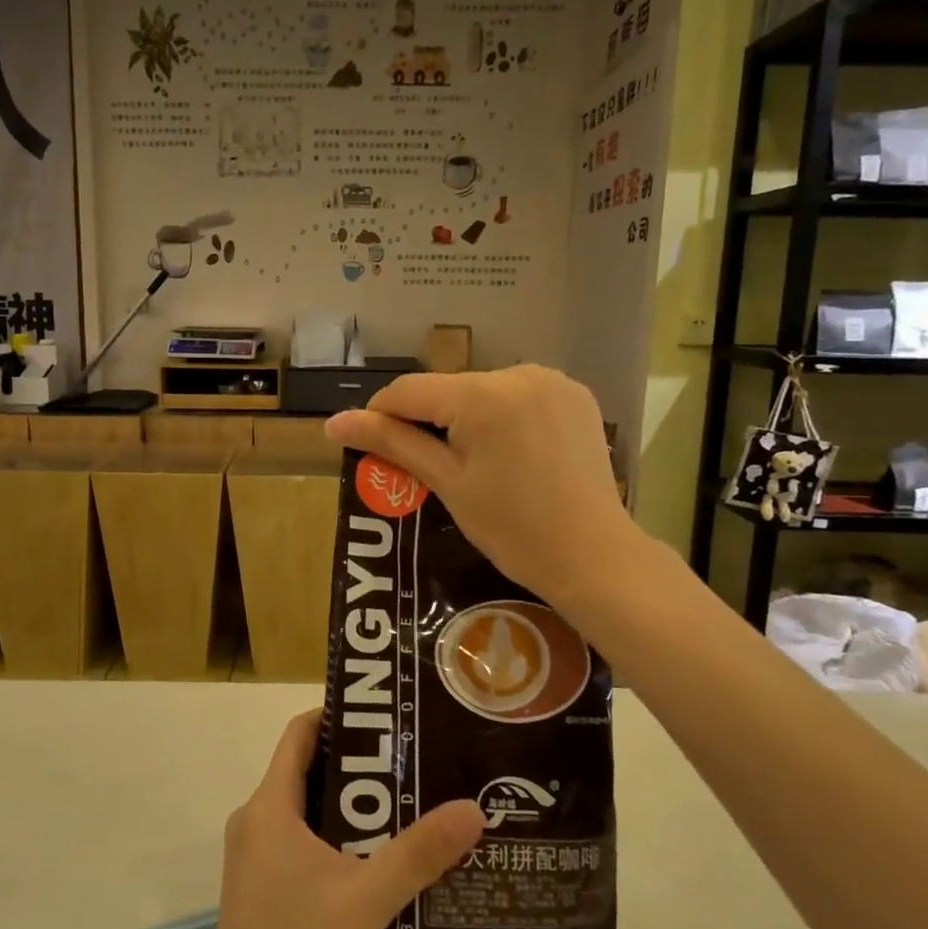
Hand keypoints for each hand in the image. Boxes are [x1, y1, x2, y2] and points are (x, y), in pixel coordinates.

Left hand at [199, 710, 483, 928]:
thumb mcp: (367, 900)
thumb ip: (420, 854)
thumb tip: (473, 810)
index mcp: (269, 806)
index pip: (300, 733)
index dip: (339, 715)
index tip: (387, 716)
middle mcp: (256, 820)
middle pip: (307, 767)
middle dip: (358, 762)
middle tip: (411, 759)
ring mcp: (254, 854)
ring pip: (305, 807)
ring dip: (350, 803)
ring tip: (405, 802)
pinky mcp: (260, 884)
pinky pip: (300, 838)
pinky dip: (335, 834)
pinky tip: (376, 857)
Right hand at [323, 365, 637, 608]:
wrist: (594, 555)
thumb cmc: (512, 528)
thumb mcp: (446, 483)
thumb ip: (392, 443)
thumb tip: (333, 422)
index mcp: (481, 395)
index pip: (408, 390)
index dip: (381, 415)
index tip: (370, 446)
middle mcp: (518, 373)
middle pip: (448, 390)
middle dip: (429, 421)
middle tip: (428, 468)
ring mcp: (553, 381)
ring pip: (483, 392)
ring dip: (467, 417)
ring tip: (473, 465)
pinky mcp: (575, 396)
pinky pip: (519, 396)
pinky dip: (504, 417)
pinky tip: (511, 454)